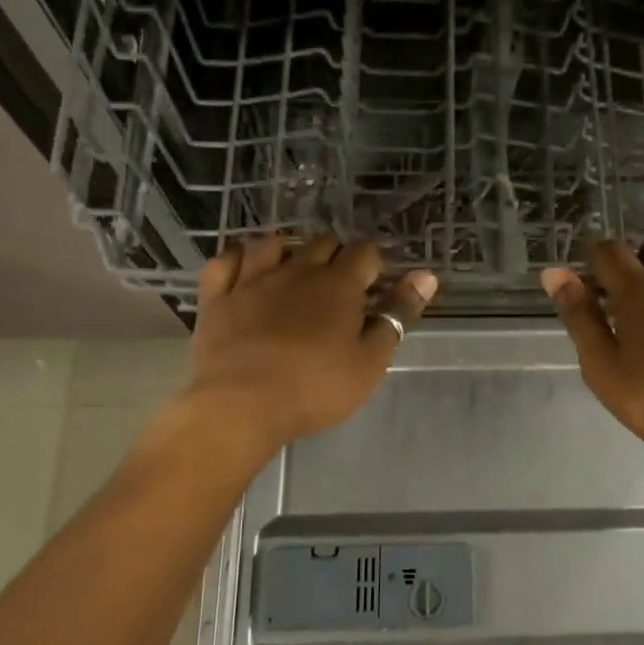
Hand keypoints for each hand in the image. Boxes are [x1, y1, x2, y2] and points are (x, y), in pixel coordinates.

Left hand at [182, 233, 436, 452]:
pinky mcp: (217, 296)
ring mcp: (252, 279)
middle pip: (322, 242)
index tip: (375, 287)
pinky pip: (225, 261)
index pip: (365, 253)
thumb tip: (426, 275)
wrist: (242, 402)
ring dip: (288, 251)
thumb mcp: (371, 359)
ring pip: (272, 244)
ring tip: (293, 270)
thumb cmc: (317, 386)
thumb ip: (398, 314)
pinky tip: (244, 270)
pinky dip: (237, 260)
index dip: (374, 265)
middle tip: (339, 285)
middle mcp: (297, 270)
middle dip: (335, 255)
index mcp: (339, 284)